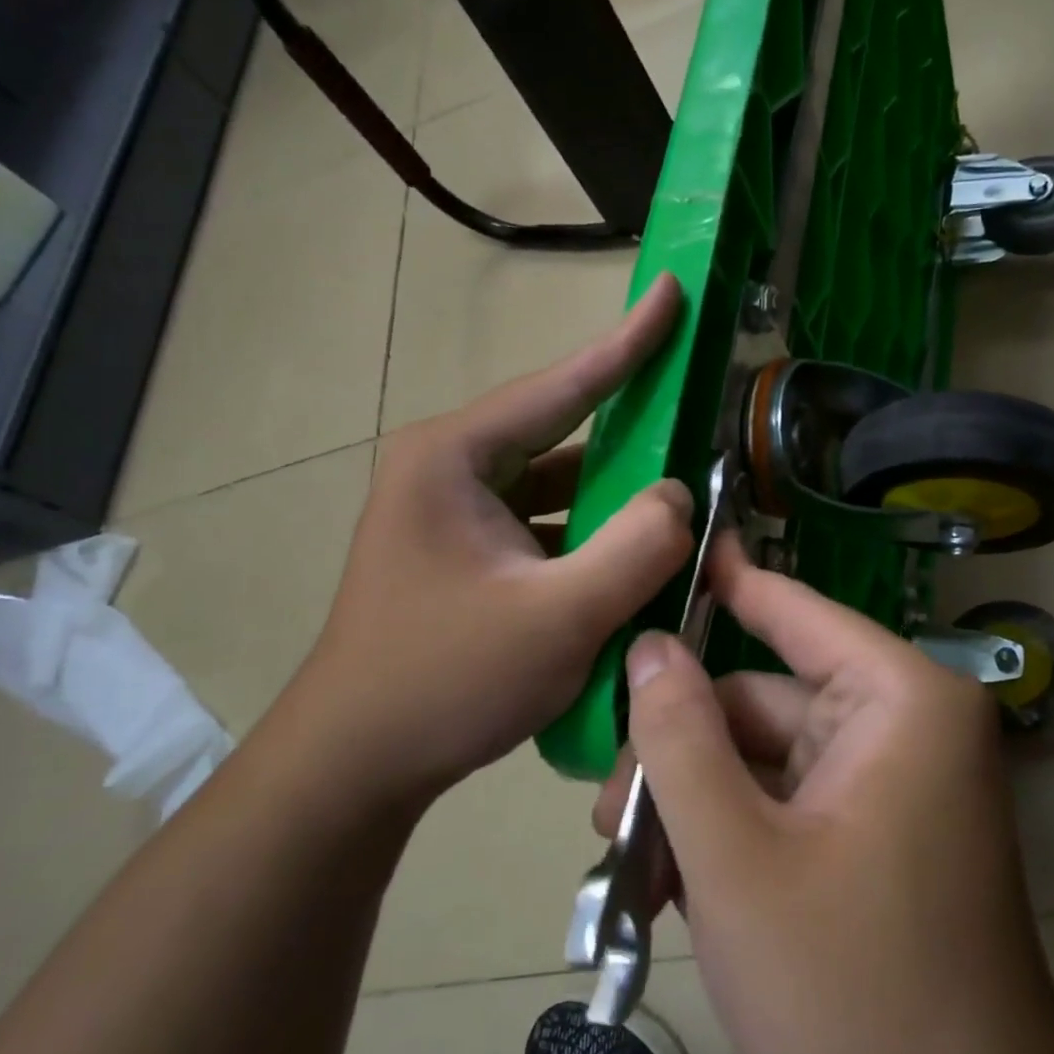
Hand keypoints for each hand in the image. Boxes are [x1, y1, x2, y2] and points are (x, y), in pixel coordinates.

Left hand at [272, 274, 693, 817]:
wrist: (356, 764)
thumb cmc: (446, 681)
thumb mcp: (558, 616)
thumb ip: (636, 547)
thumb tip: (682, 495)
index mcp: (455, 457)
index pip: (561, 384)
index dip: (629, 341)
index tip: (674, 289)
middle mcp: (449, 469)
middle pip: (561, 433)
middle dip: (632, 429)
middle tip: (697, 411)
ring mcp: (454, 513)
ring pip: (556, 486)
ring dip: (613, 495)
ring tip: (681, 493)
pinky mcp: (465, 554)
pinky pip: (544, 525)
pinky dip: (589, 535)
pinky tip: (633, 554)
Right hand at [599, 538, 1053, 1053]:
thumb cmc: (853, 1002)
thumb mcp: (737, 860)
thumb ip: (681, 740)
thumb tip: (648, 646)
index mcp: (900, 702)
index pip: (795, 611)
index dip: (726, 582)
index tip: (667, 548)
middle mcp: (903, 727)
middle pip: (761, 701)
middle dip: (681, 749)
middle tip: (606, 813)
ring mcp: (888, 787)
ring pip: (761, 759)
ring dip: (693, 803)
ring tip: (627, 865)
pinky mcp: (872, 840)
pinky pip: (782, 805)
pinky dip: (726, 835)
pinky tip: (671, 891)